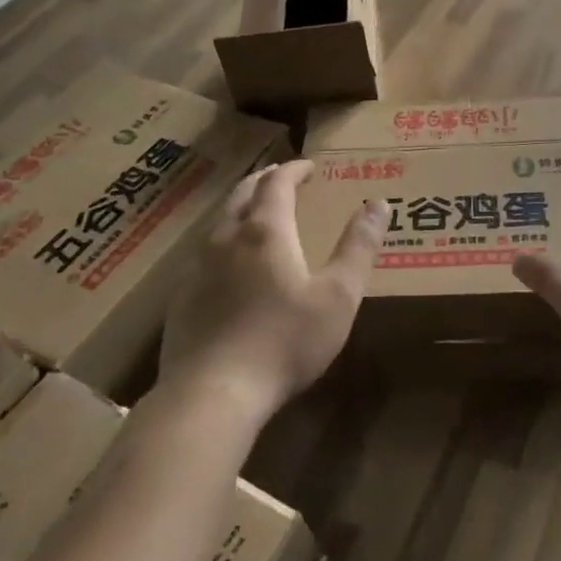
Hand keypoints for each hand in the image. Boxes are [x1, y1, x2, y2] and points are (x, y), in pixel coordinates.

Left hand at [159, 161, 385, 417]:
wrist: (212, 395)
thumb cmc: (284, 342)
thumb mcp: (338, 297)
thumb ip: (359, 248)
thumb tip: (379, 204)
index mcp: (265, 232)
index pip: (277, 183)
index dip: (294, 170)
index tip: (309, 166)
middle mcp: (225, 239)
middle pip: (242, 195)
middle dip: (263, 181)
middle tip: (281, 178)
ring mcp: (197, 269)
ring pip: (219, 223)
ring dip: (241, 210)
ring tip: (257, 216)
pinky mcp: (181, 299)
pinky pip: (204, 255)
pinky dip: (224, 244)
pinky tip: (230, 268)